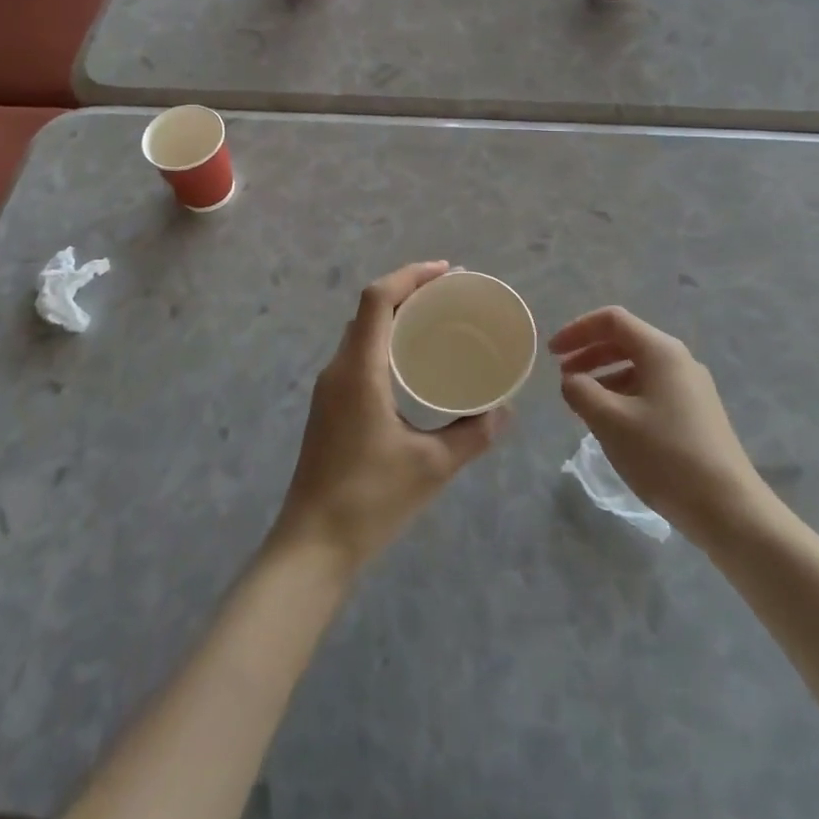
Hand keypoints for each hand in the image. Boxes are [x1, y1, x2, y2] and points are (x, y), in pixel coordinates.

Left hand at [273, 261, 507, 574]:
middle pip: (369, 309)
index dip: (411, 276)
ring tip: (436, 319)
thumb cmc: (370, 500)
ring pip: (361, 332)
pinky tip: (411, 362)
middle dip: (408, 291)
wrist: (312, 546)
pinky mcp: (330, 407)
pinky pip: (358, 354)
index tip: (448, 272)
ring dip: (394, 315)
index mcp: (359, 370)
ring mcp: (330, 388)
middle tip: (451, 294)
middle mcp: (339, 369)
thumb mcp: (432, 466)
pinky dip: (385, 340)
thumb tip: (506, 411)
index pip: (377, 299)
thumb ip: (473, 434)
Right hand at [551, 307, 764, 544]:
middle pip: (626, 341)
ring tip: (581, 401)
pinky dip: (623, 394)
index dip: (577, 330)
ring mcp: (691, 388)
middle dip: (589, 353)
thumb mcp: (611, 421)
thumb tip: (572, 380)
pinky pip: (651, 389)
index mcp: (661, 351)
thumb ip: (581, 392)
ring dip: (604, 376)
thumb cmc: (665, 456)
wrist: (729, 509)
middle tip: (562, 375)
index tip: (551, 353)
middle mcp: (679, 360)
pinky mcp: (696, 414)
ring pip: (638, 367)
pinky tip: (611, 422)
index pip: (612, 320)